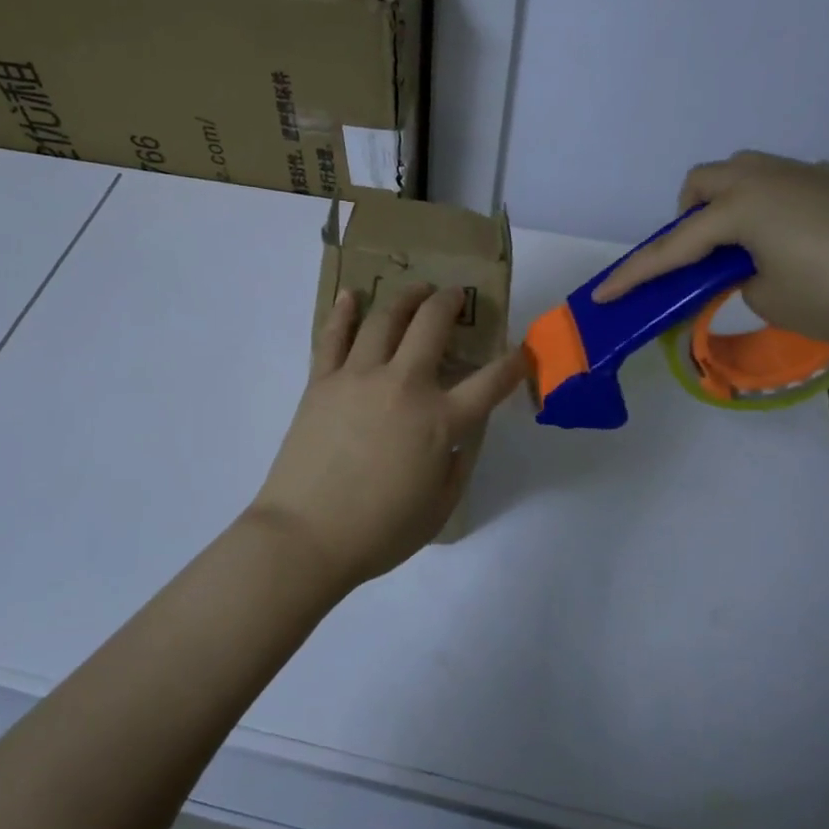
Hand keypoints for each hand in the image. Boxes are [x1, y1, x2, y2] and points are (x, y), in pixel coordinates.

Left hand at [247, 284, 526, 591]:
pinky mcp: (322, 382)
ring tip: (416, 291)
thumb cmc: (379, 532)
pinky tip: (353, 296)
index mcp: (440, 420)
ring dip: (405, 298)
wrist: (306, 536)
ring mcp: (358, 378)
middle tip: (455, 297)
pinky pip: (333, 336)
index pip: (491, 382)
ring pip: (385, 319)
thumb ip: (457, 462)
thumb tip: (457, 434)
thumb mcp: (441, 506)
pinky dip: (344, 312)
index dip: (514, 364)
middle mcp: (403, 385)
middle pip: (432, 325)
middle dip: (450, 303)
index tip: (522, 353)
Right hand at [591, 151, 828, 348]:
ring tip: (739, 245)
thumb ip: (737, 278)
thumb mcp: (768, 298)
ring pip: (744, 171)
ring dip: (725, 203)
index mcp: (741, 208)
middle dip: (686, 217)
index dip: (635, 275)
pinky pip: (782, 182)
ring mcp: (806, 177)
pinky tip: (788, 237)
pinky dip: (766, 205)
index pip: (673, 247)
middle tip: (696, 257)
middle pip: (704, 182)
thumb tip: (745, 267)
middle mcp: (767, 179)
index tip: (602, 296)